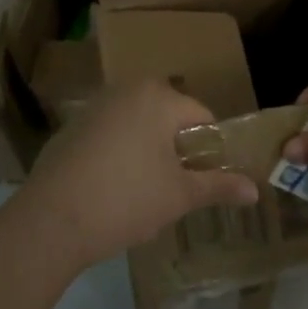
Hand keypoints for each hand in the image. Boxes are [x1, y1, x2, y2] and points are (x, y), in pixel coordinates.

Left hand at [8, 81, 259, 270]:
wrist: (51, 219)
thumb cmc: (126, 199)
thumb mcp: (179, 196)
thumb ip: (219, 186)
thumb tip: (255, 190)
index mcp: (158, 97)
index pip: (202, 116)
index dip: (212, 150)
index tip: (208, 181)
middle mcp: (126, 89)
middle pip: (168, 118)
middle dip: (178, 150)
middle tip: (178, 188)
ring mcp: (95, 106)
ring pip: (138, 125)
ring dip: (149, 151)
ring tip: (147, 192)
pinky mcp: (71, 126)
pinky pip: (110, 134)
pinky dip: (119, 153)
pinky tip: (113, 188)